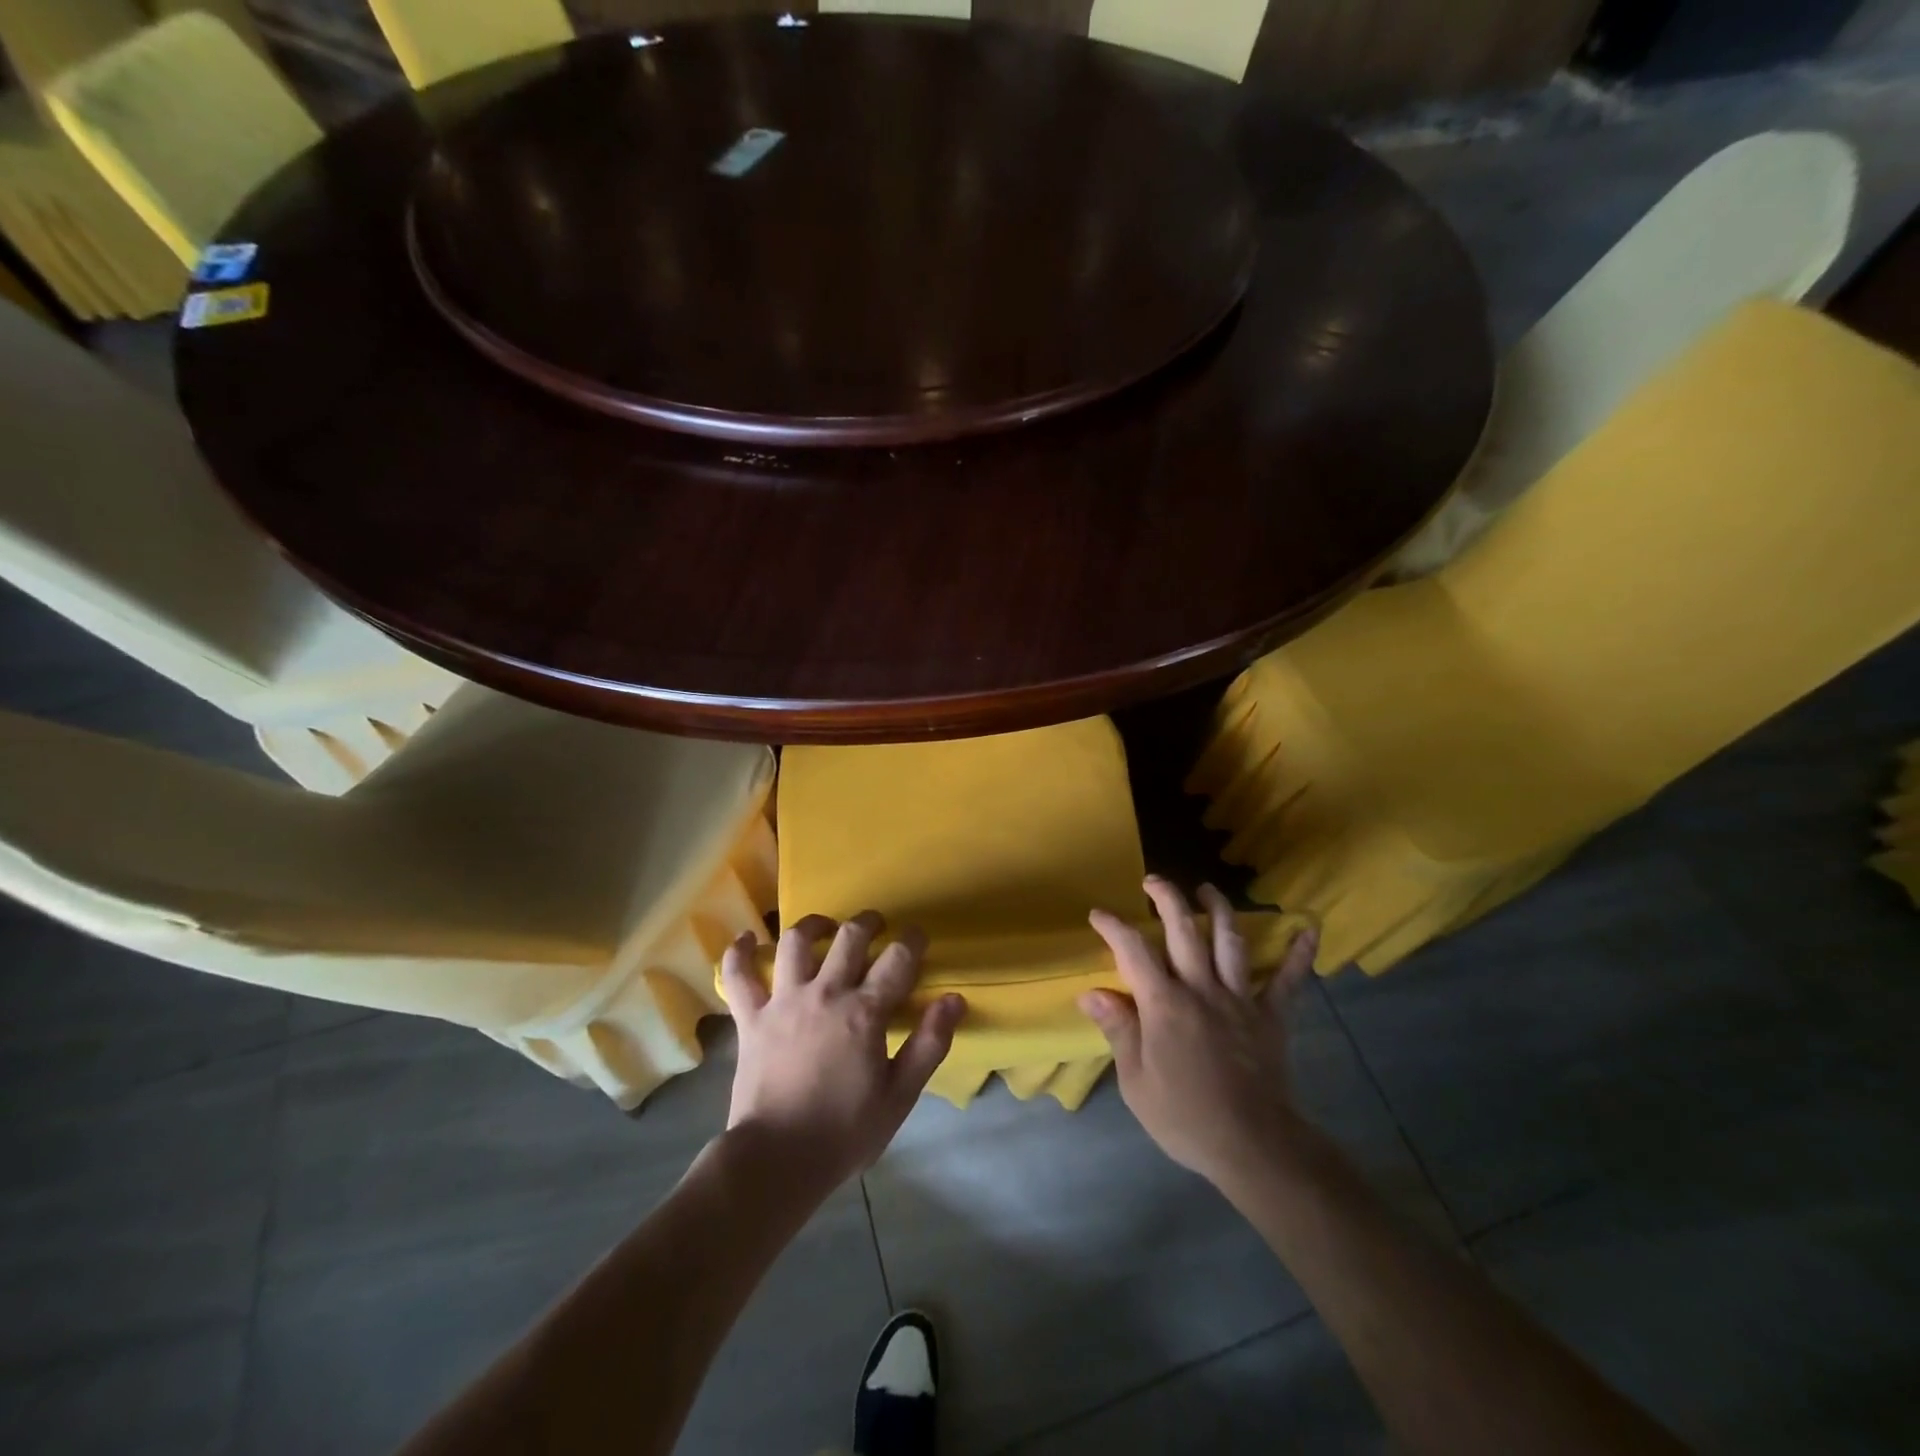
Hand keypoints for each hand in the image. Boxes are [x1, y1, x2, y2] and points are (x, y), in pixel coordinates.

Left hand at [720, 912, 965, 1196]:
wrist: (776, 1160)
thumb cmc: (844, 1132)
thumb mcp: (899, 1096)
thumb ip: (929, 1044)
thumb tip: (954, 999)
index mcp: (864, 1012)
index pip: (897, 959)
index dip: (912, 940)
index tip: (917, 937)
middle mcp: (825, 993)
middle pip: (849, 937)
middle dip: (868, 923)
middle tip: (876, 926)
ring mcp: (783, 1002)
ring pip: (796, 942)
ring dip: (814, 926)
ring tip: (824, 928)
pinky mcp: (751, 1018)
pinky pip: (738, 975)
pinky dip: (740, 953)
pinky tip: (748, 940)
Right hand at [1082, 878, 1318, 1186]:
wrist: (1252, 1146)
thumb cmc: (1185, 1116)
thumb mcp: (1136, 1081)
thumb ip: (1118, 1030)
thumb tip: (1091, 993)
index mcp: (1164, 1003)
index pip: (1132, 951)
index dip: (1113, 927)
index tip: (1098, 914)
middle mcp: (1201, 988)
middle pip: (1183, 930)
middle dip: (1167, 898)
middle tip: (1154, 881)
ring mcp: (1239, 999)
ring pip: (1229, 941)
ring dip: (1219, 909)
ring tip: (1208, 889)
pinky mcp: (1271, 1017)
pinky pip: (1288, 981)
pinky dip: (1299, 955)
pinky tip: (1309, 929)